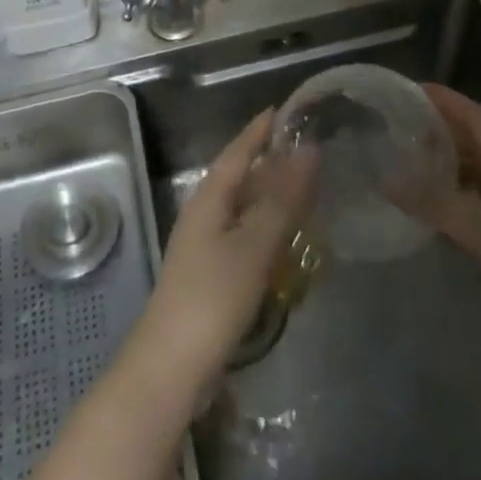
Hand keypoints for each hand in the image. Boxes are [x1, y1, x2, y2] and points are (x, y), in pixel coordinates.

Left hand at [130, 111, 316, 408]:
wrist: (171, 368)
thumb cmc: (212, 298)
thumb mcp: (254, 245)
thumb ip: (282, 199)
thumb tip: (308, 150)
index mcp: (208, 199)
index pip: (237, 151)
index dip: (260, 130)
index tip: (284, 111)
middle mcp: (203, 215)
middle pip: (239, 177)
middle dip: (269, 162)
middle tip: (307, 150)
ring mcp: (204, 247)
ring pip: (242, 208)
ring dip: (270, 196)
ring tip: (305, 189)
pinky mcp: (211, 276)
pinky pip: (243, 236)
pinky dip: (266, 228)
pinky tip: (286, 241)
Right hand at [410, 84, 480, 391]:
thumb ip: (437, 204)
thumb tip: (387, 179)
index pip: (480, 118)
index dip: (447, 101)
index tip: (410, 90)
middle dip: (444, 131)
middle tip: (400, 127)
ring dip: (450, 168)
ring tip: (409, 165)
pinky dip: (459, 202)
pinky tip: (435, 213)